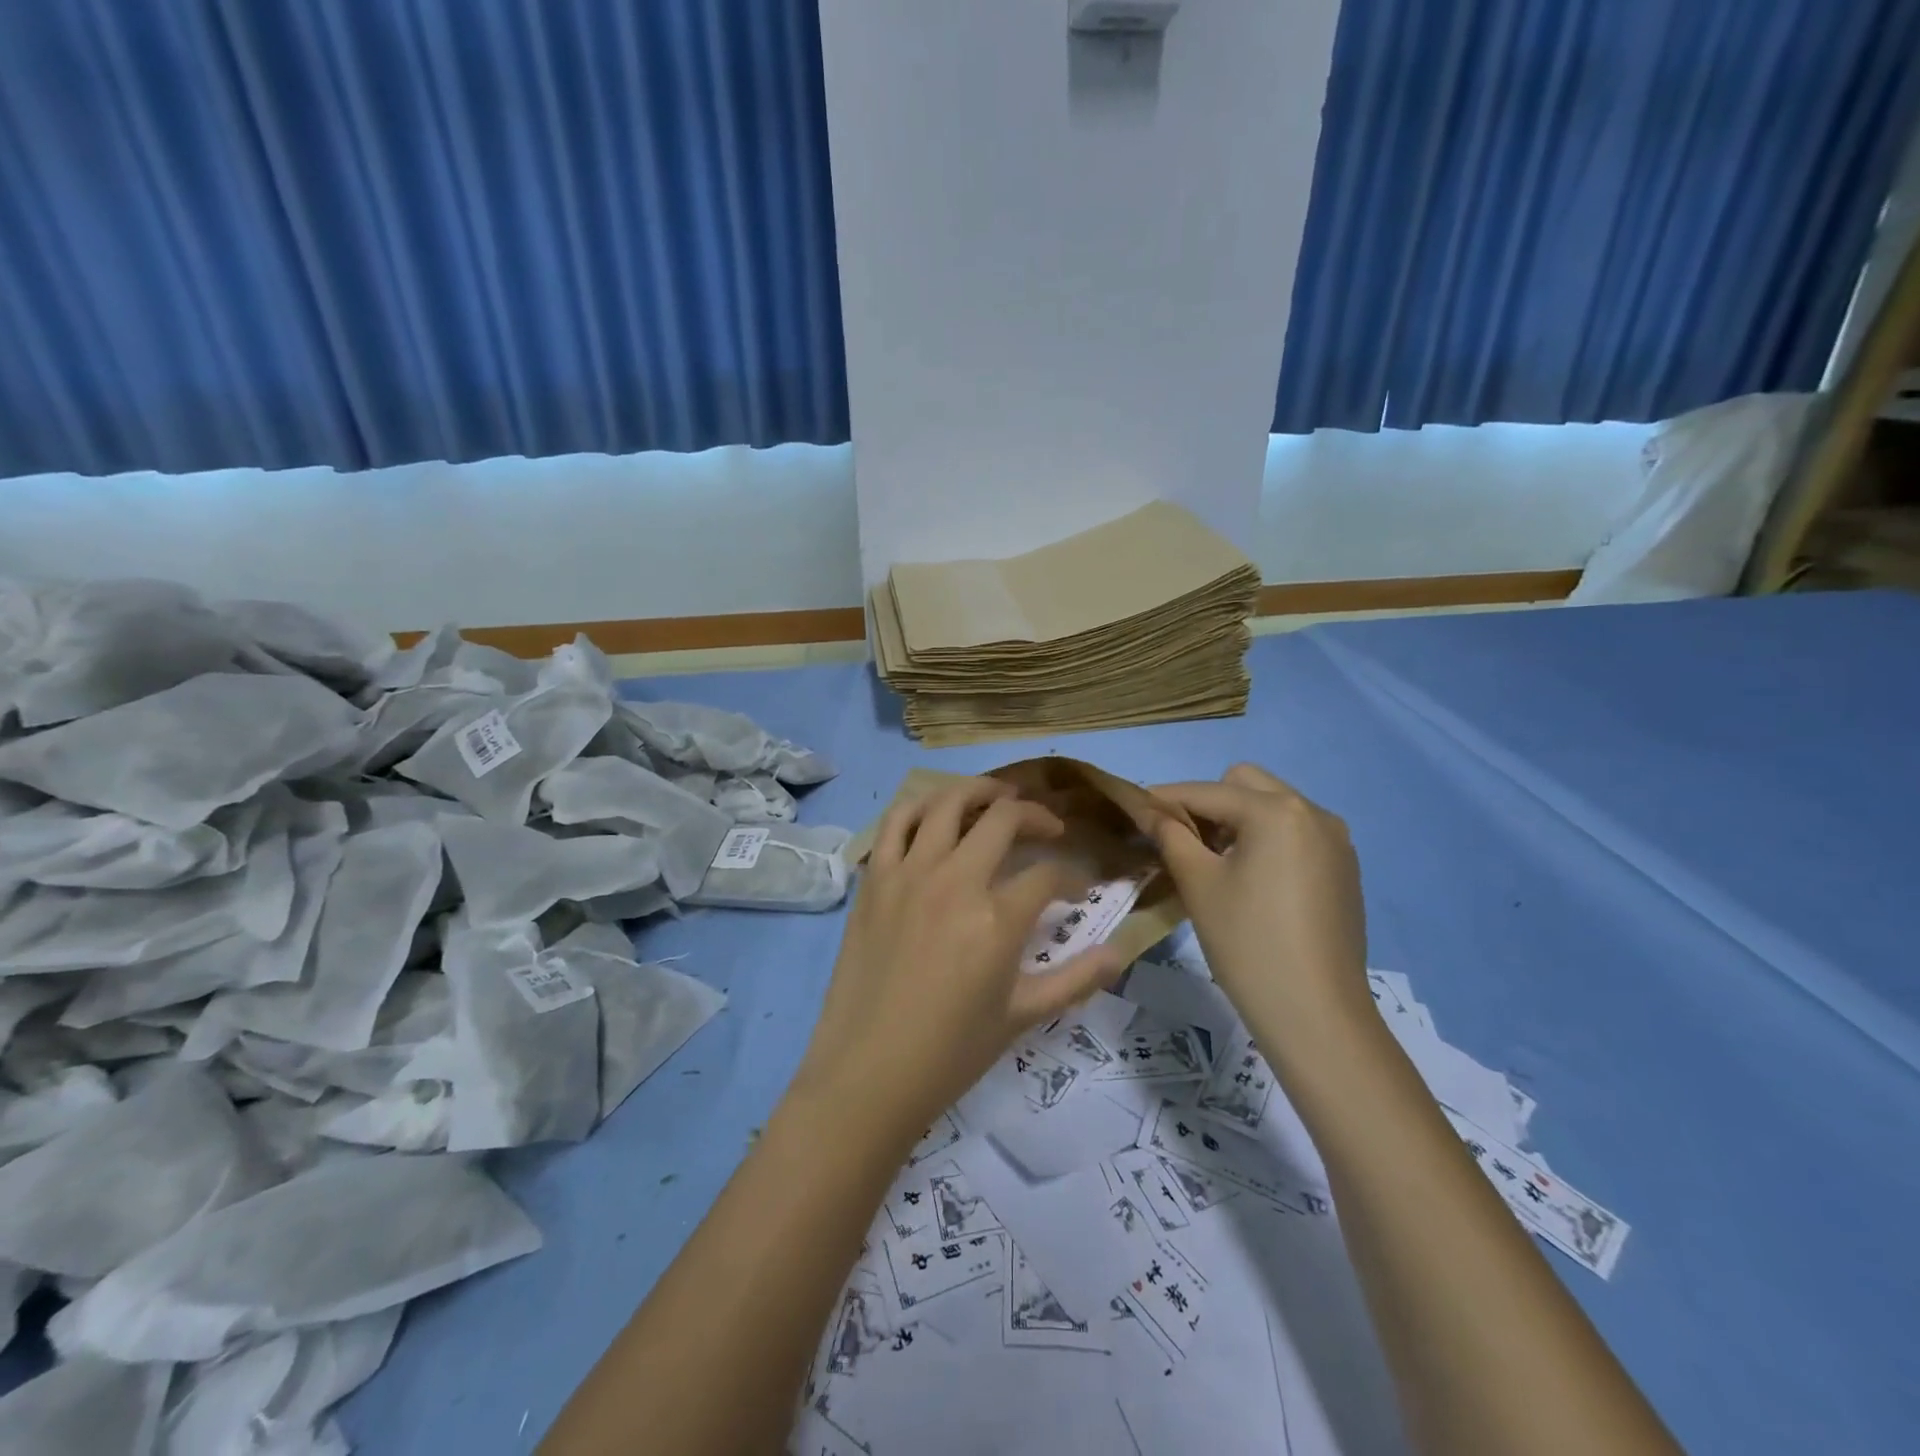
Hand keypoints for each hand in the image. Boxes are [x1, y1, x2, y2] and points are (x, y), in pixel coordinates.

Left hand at [797, 777, 1128, 1134]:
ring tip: (998, 797)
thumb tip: (1120, 952)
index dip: (1073, 876)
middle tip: (1048, 828)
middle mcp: (955, 880)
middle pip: (1004, 818)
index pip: (1049, 874)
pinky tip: (937, 813)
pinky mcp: (875, 878)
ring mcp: (909, 873)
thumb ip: (1076, 979)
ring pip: (948, 802)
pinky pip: (897, 821)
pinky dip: (921, 806)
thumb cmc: (951, 1052)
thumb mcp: (1023, 1016)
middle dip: (1036, 815)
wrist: (868, 1072)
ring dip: (979, 791)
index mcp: (997, 918)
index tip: (1079, 888)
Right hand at [1148, 763, 1370, 1045]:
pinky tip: (1251, 880)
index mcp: (1276, 811)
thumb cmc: (1248, 943)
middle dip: (1208, 803)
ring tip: (1214, 862)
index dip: (1166, 799)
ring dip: (1238, 820)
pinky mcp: (1343, 867)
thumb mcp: (1199, 884)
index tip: (1135, 810)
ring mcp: (1335, 840)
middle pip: (1245, 785)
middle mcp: (1313, 812)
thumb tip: (1150, 810)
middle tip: (1183, 841)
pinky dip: (1267, 840)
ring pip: (1273, 807)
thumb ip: (1170, 835)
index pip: (1207, 792)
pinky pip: (1295, 833)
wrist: (1316, 1014)